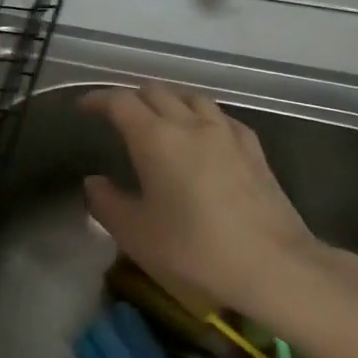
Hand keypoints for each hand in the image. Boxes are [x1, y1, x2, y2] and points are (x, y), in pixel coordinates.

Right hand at [81, 84, 325, 316]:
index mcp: (156, 138)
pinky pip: (220, 117)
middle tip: (117, 117)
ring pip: (191, 98)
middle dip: (131, 99)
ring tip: (158, 120)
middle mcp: (191, 123)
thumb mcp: (136, 234)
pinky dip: (200, 117)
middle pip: (156, 92)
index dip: (98, 100)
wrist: (273, 266)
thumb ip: (107, 203)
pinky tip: (202, 136)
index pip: (120, 102)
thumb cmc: (195, 250)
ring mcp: (227, 133)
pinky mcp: (253, 149)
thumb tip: (94, 182)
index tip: (84, 108)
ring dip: (168, 102)